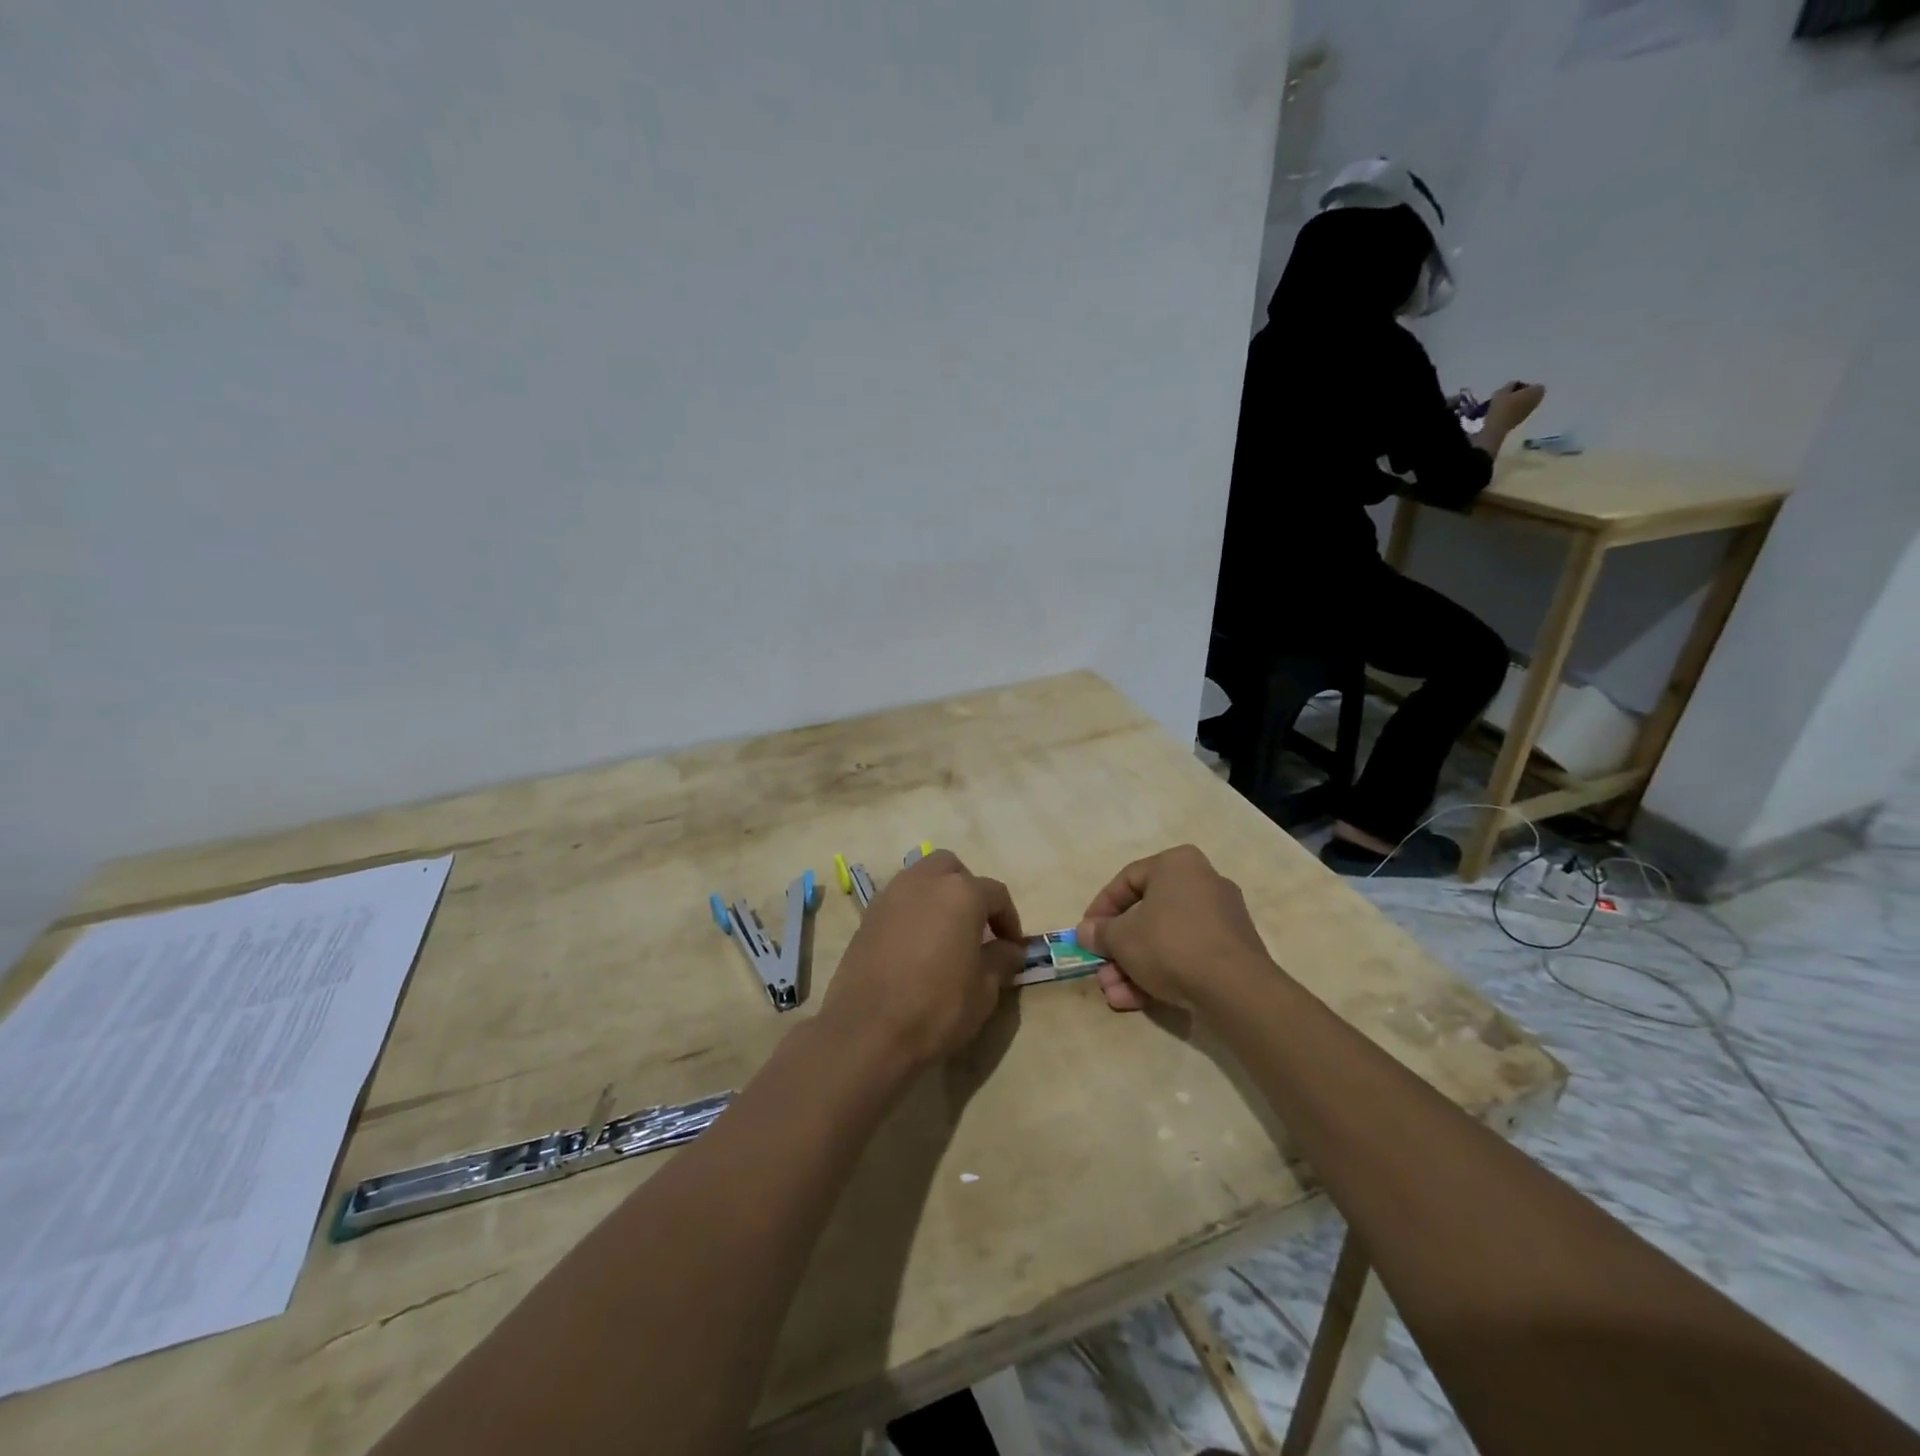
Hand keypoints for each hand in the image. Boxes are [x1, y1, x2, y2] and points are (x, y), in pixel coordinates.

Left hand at [820, 850, 1024, 1069]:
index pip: (995, 894)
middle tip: (976, 926)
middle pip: (952, 869)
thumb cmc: (936, 1009)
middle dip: (968, 890)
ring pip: (921, 878)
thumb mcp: (984, 991)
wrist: (867, 1032)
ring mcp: (890, 895)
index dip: (1009, 920)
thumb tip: (1008, 950)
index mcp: (961, 893)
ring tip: (945, 934)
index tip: (1013, 948)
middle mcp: (924, 882)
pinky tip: (916, 945)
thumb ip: (1000, 961)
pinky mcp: (867, 916)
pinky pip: (898, 900)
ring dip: (938, 896)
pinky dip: (912, 911)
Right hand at [1075, 845, 1271, 1011]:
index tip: (1086, 934)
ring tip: (1114, 994)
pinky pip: (1186, 956)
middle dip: (1117, 948)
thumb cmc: (1169, 944)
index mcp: (1177, 864)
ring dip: (1133, 967)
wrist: (1234, 989)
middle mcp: (1202, 883)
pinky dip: (1160, 975)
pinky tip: (1136, 1001)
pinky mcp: (1232, 952)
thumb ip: (1099, 933)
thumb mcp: (1121, 938)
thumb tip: (1085, 932)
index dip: (1100, 909)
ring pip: (1164, 940)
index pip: (1127, 880)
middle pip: (1146, 915)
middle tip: (1100, 970)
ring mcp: (1221, 919)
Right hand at [1485, 380, 1545, 428]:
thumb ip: (1510, 385)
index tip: (1514, 388)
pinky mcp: (1522, 420)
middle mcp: (1537, 401)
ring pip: (1527, 403)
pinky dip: (1515, 410)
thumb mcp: (1502, 391)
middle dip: (1523, 394)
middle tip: (1510, 395)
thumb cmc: (1501, 407)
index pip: (1536, 385)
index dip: (1526, 385)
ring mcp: (1530, 412)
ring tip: (1505, 404)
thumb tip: (1513, 385)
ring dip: (1519, 402)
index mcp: (1536, 391)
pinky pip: (1521, 411)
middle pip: (1533, 394)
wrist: (1497, 428)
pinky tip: (1504, 412)